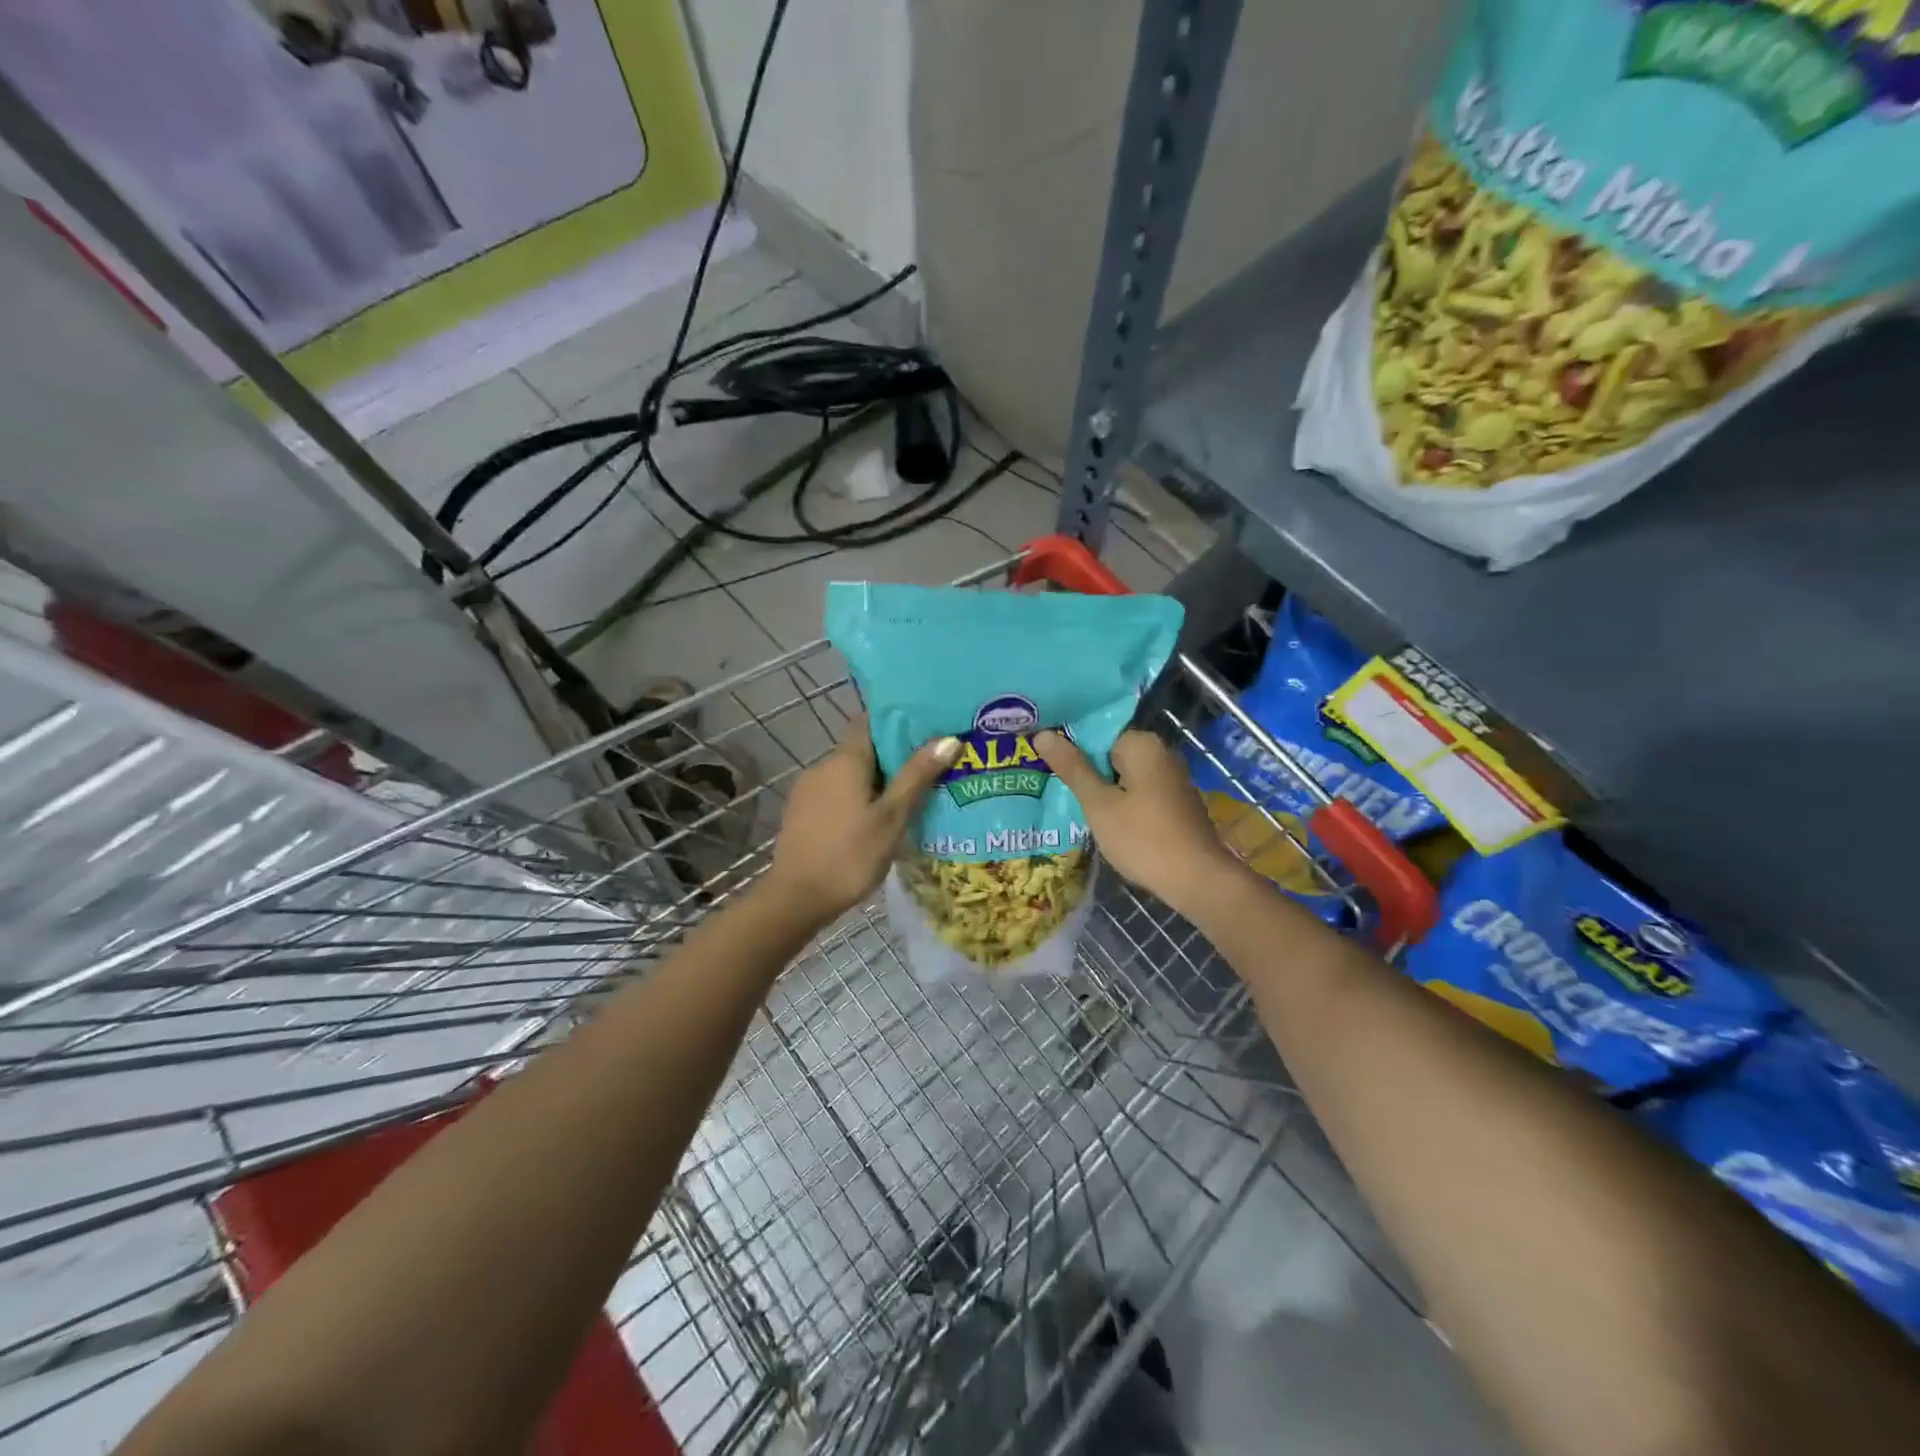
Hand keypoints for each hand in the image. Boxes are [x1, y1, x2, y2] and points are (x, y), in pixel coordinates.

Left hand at [763, 718, 960, 927]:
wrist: (795, 899)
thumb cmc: (850, 856)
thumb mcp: (892, 818)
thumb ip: (917, 776)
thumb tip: (948, 738)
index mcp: (845, 760)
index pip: (870, 720)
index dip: (898, 719)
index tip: (927, 725)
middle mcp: (823, 766)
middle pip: (863, 748)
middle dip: (894, 755)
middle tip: (930, 766)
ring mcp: (808, 789)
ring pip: (850, 773)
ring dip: (877, 779)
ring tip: (909, 794)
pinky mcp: (801, 812)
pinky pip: (836, 792)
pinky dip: (858, 796)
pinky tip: (877, 818)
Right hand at [1034, 727, 1247, 918]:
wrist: (1198, 880)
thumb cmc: (1143, 838)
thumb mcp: (1099, 804)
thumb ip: (1072, 768)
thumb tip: (1043, 734)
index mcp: (1142, 744)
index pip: (1096, 732)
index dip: (1070, 748)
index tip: (1047, 766)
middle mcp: (1162, 753)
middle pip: (1111, 753)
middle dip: (1085, 770)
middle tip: (1054, 788)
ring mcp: (1172, 779)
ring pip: (1125, 776)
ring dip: (1102, 790)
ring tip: (1072, 805)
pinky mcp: (1176, 803)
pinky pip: (1140, 793)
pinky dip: (1122, 803)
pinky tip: (1105, 822)